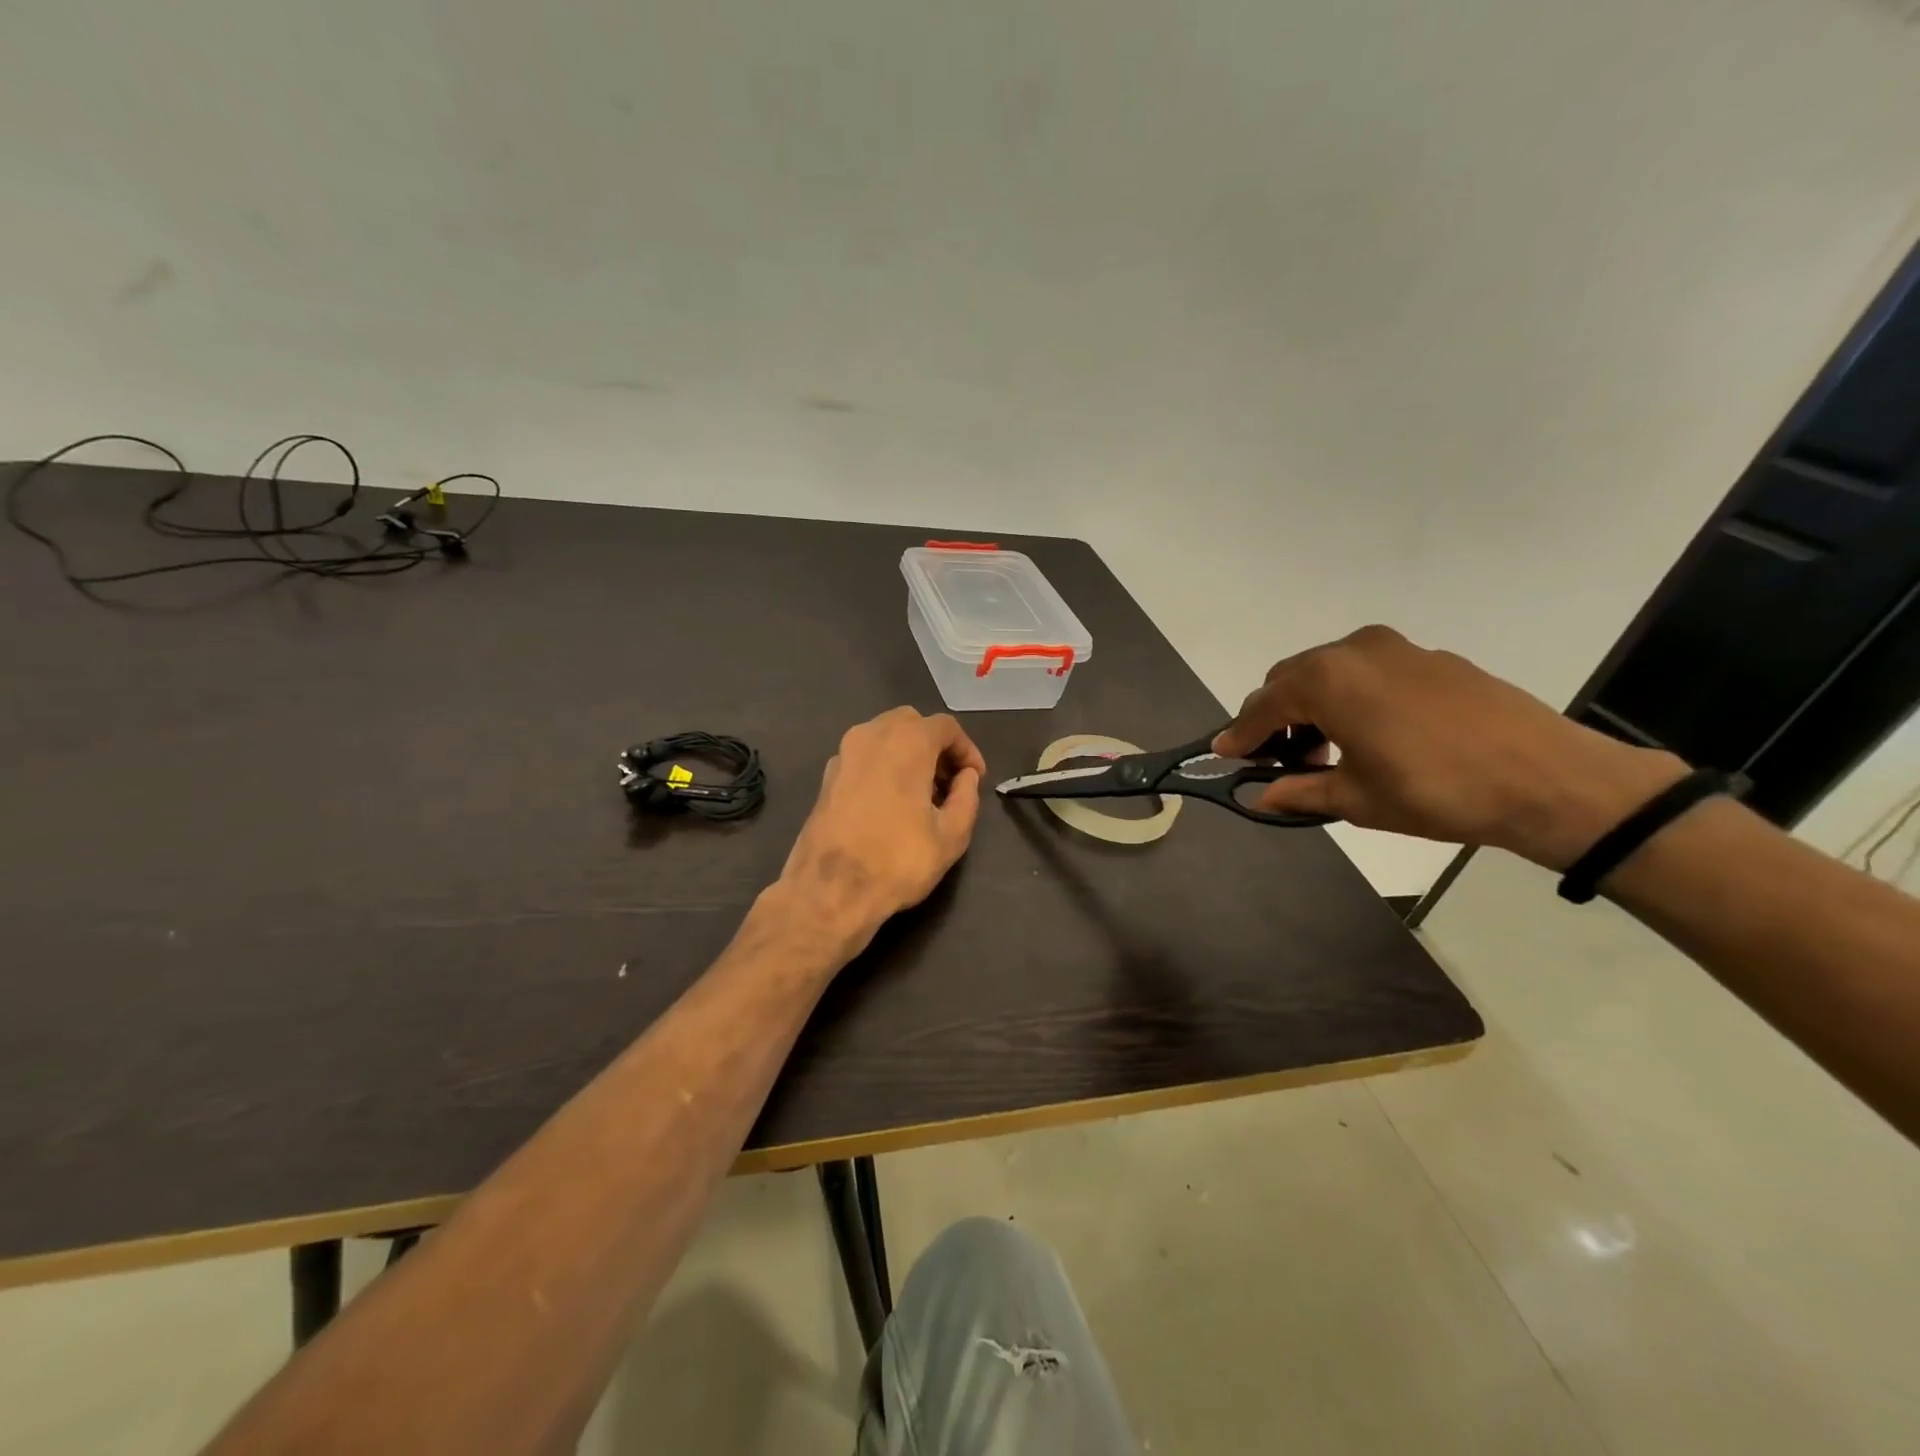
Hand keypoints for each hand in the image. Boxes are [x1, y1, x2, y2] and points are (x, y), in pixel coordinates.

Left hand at [776, 707, 986, 953]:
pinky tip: (892, 802)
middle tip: (949, 782)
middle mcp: (871, 736)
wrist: (829, 890)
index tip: (975, 778)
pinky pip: (864, 757)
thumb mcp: (951, 835)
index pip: (945, 727)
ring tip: (922, 794)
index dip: (966, 749)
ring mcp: (843, 754)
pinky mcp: (827, 777)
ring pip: (884, 737)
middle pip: (911, 723)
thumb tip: (966, 777)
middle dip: (935, 746)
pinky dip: (883, 765)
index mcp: (906, 742)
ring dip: (908, 754)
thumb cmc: (898, 861)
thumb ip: (967, 797)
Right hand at [1213, 626, 1686, 868]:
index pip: (1263, 706)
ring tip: (1325, 749)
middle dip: (1274, 717)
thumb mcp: (1357, 798)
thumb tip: (1262, 795)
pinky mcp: (1431, 657)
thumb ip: (1300, 790)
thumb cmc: (1435, 791)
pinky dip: (1350, 696)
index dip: (1240, 734)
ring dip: (1312, 705)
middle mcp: (1353, 651)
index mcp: (1326, 680)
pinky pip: (1368, 671)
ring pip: (1329, 671)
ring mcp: (1396, 648)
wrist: (1547, 778)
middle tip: (1279, 759)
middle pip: (1291, 679)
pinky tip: (1369, 733)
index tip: (1224, 754)